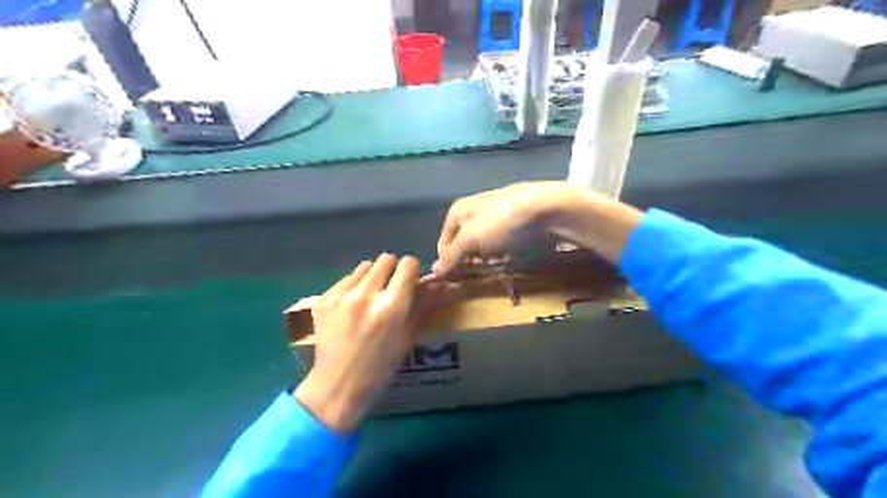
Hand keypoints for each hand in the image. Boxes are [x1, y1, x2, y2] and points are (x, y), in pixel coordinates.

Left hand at [294, 252, 422, 431]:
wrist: (338, 385)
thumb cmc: (380, 367)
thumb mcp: (408, 338)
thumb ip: (421, 305)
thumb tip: (433, 283)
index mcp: (392, 307)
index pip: (408, 264)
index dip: (411, 270)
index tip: (409, 280)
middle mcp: (366, 295)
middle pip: (385, 259)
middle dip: (392, 270)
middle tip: (390, 288)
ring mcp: (342, 296)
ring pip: (364, 266)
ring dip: (371, 277)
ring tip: (369, 297)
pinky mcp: (324, 298)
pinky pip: (346, 279)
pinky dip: (353, 287)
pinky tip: (351, 307)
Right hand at [434, 183, 640, 275]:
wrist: (549, 209)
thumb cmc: (502, 223)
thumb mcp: (471, 240)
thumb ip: (452, 255)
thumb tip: (434, 271)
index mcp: (458, 211)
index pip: (444, 243)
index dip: (448, 262)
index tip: (457, 279)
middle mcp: (475, 210)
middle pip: (465, 243)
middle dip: (471, 261)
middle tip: (480, 273)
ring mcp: (498, 214)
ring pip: (486, 245)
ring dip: (490, 259)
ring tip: (500, 265)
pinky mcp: (518, 220)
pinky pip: (505, 242)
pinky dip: (507, 252)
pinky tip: (515, 257)